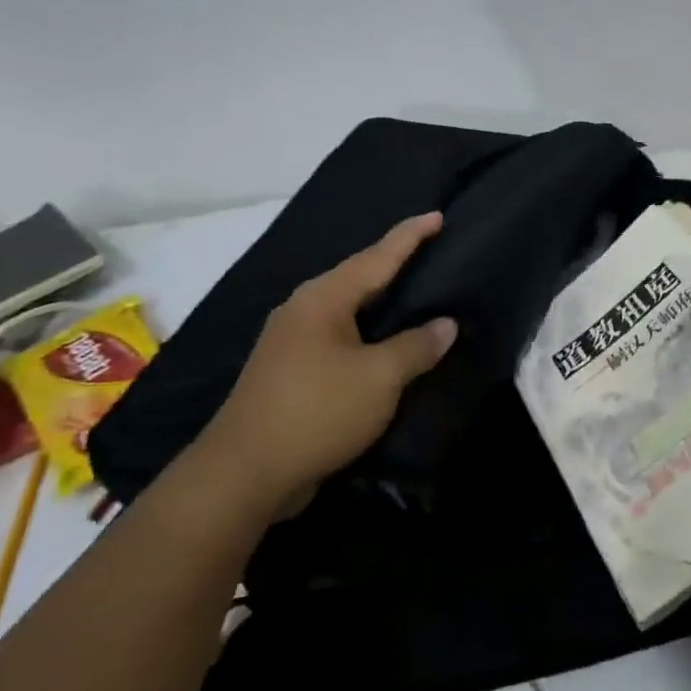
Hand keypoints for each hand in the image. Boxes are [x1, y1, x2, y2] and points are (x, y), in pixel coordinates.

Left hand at [198, 212, 456, 520]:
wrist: (244, 474)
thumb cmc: (317, 411)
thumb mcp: (380, 377)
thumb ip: (417, 346)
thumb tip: (446, 324)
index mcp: (323, 299)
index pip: (377, 257)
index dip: (410, 236)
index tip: (437, 215)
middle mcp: (303, 309)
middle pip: (358, 276)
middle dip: (393, 263)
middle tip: (429, 251)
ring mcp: (290, 340)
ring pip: (346, 307)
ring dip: (379, 299)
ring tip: (412, 291)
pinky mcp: (288, 370)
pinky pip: (338, 335)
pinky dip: (366, 330)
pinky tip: (382, 340)